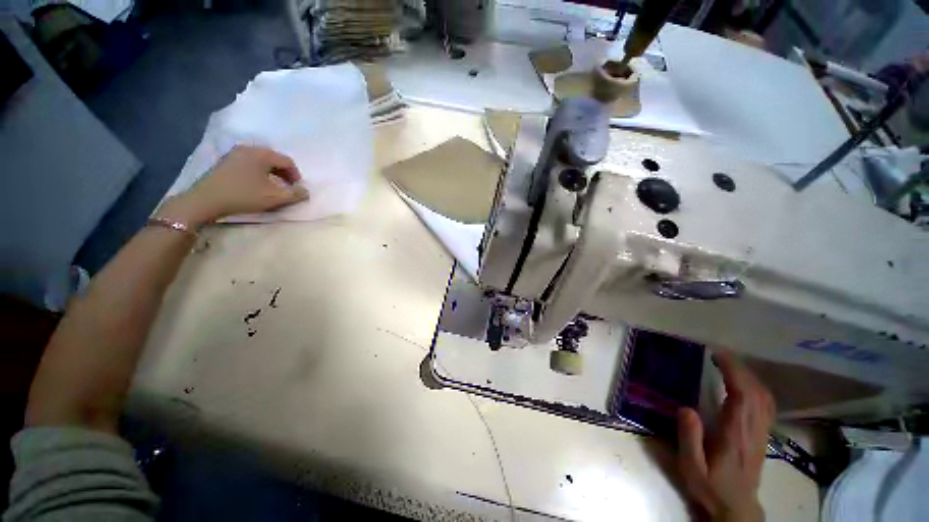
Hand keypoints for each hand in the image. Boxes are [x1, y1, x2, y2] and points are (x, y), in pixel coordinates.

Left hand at [157, 145, 308, 226]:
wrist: (206, 200)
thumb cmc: (244, 195)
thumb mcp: (275, 197)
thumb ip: (295, 194)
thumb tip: (306, 191)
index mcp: (262, 154)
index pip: (287, 161)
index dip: (296, 175)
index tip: (297, 189)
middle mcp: (248, 149)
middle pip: (274, 158)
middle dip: (284, 173)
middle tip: (287, 188)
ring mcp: (235, 153)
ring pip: (261, 161)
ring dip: (272, 173)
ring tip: (273, 187)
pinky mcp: (225, 161)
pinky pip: (249, 163)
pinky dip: (258, 172)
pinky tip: (256, 184)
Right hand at [677, 351, 774, 521]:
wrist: (737, 508)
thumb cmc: (711, 487)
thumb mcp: (692, 467)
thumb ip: (689, 438)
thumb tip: (686, 408)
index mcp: (735, 433)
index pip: (742, 395)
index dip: (733, 371)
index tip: (716, 354)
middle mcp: (753, 429)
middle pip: (755, 391)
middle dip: (739, 368)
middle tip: (717, 354)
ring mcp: (761, 432)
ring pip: (764, 397)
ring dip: (749, 376)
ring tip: (728, 364)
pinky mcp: (763, 435)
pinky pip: (766, 405)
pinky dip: (757, 388)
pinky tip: (745, 384)